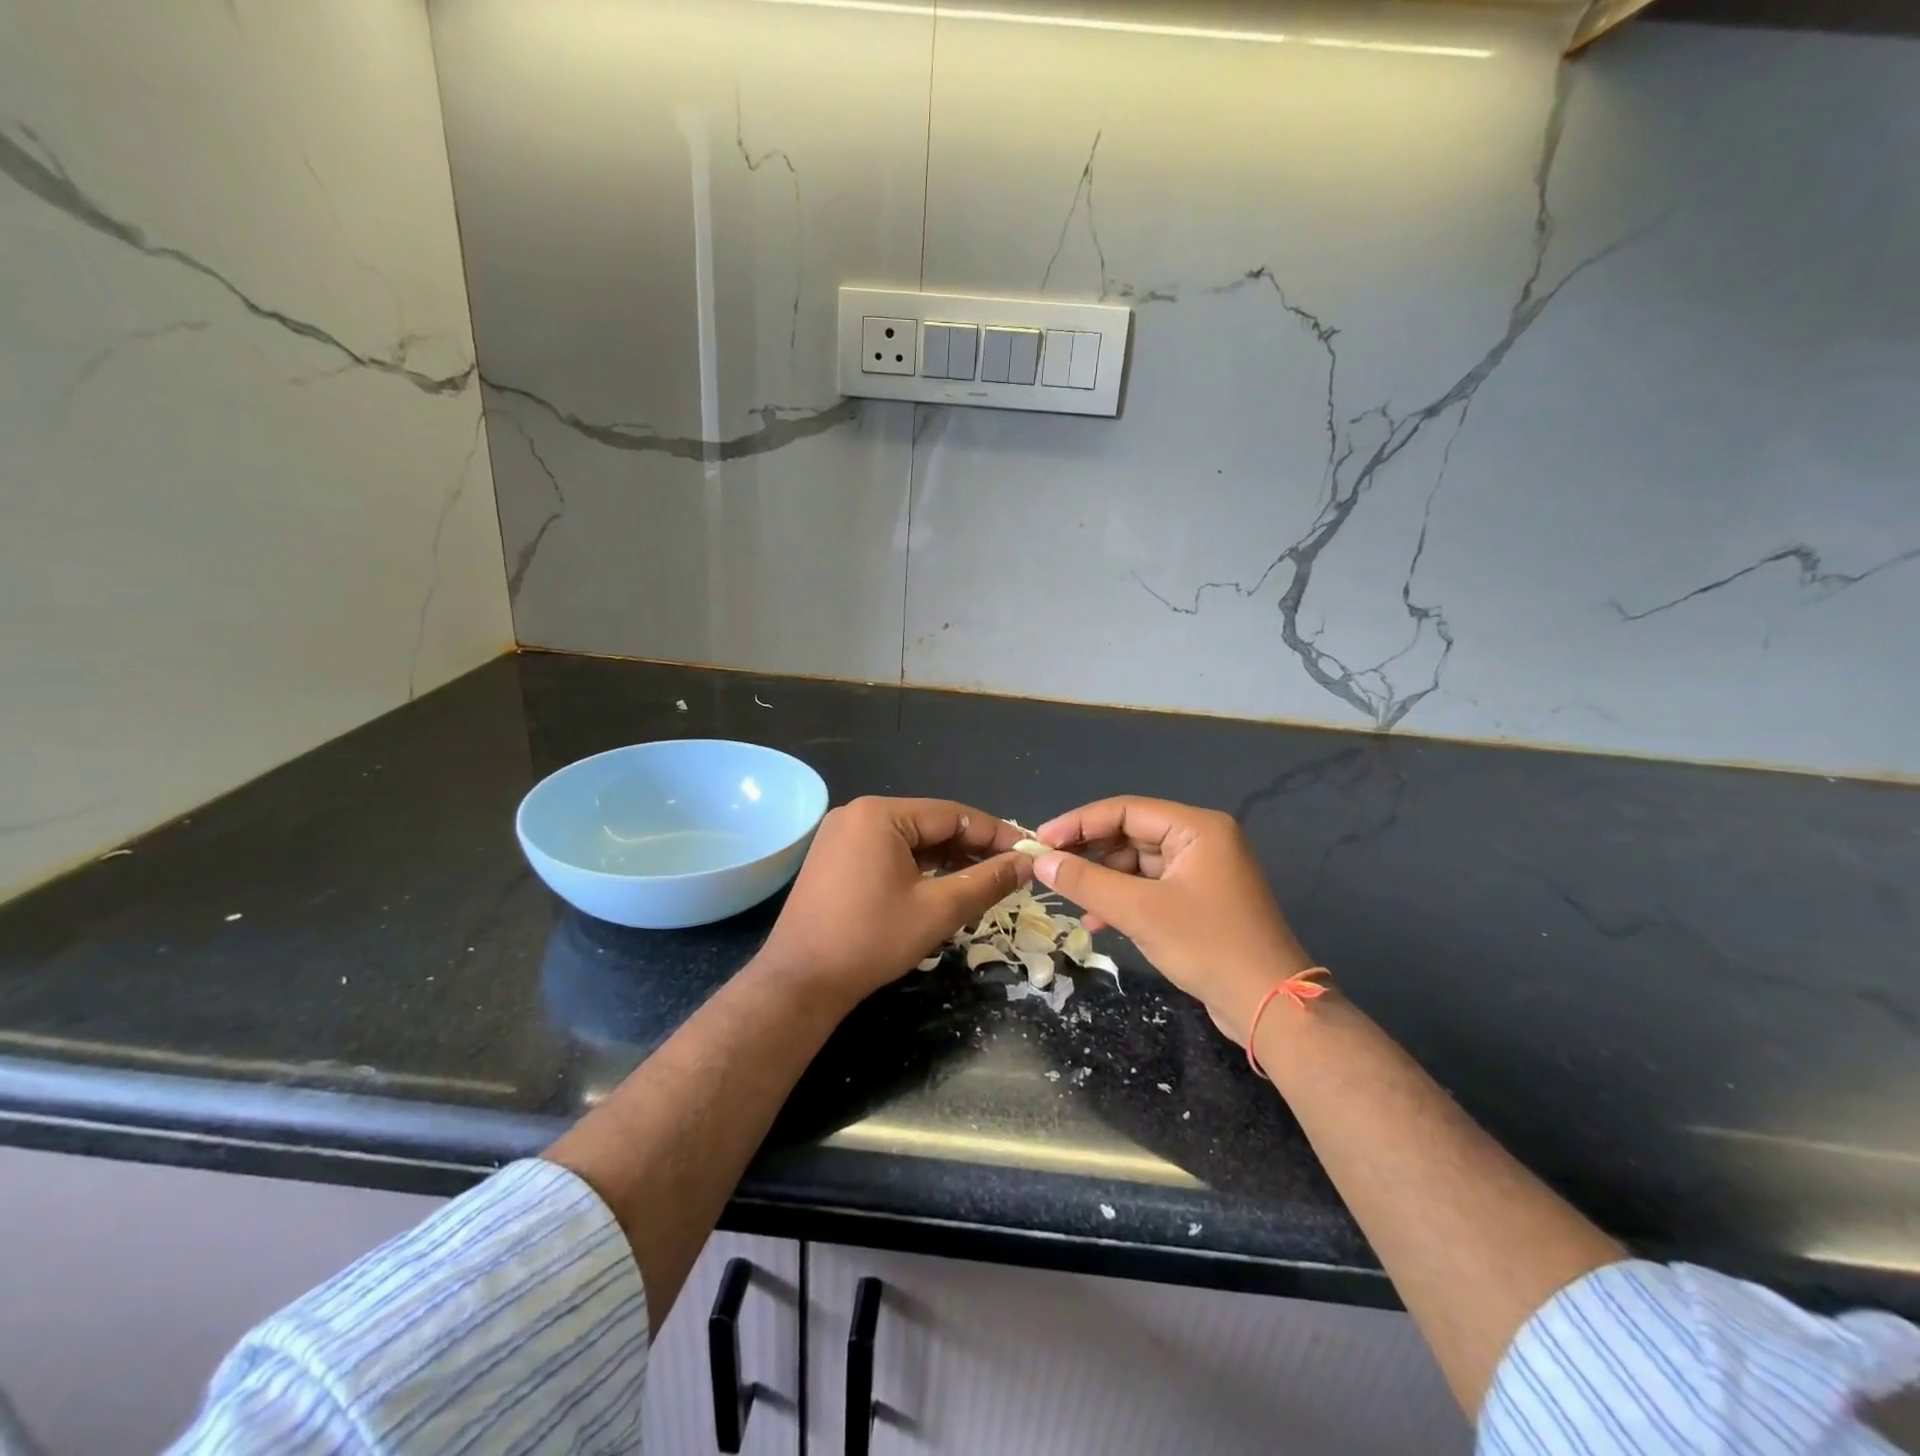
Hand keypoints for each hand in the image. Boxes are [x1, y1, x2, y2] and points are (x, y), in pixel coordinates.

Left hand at [758, 797, 1030, 1006]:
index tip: (1027, 851)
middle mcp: (857, 813)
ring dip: (945, 859)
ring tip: (982, 881)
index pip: (952, 815)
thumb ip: (988, 881)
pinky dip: (916, 867)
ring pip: (909, 839)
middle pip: (929, 824)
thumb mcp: (939, 909)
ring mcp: (841, 835)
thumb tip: (1028, 863)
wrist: (800, 981)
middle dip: (970, 848)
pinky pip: (887, 852)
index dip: (994, 833)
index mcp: (880, 814)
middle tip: (1008, 870)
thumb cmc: (872, 940)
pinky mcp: (834, 858)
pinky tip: (941, 886)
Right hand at [1032, 797, 1314, 1041]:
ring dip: (1102, 881)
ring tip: (1068, 900)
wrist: (1268, 1005)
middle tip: (1048, 867)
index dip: (1079, 823)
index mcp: (1196, 828)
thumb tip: (1040, 861)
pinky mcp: (1198, 899)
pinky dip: (1122, 900)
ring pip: (1137, 864)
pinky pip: (1150, 887)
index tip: (1040, 840)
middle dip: (1090, 853)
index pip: (1125, 810)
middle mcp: (1201, 840)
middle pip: (1130, 835)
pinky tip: (1096, 922)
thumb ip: (1087, 881)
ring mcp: (1201, 871)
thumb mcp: (1140, 911)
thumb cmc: (1207, 945)